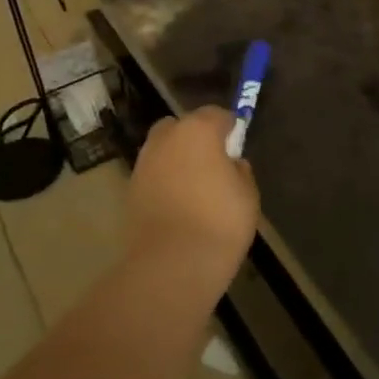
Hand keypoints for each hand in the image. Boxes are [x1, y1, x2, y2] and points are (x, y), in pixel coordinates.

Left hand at [126, 107, 259, 284]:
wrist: (171, 265)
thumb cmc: (220, 222)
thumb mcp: (248, 194)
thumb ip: (240, 170)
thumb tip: (231, 164)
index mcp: (198, 130)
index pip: (217, 114)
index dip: (229, 127)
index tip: (237, 145)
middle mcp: (166, 138)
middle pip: (182, 126)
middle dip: (196, 138)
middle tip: (213, 163)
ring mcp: (144, 163)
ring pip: (163, 150)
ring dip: (177, 160)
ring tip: (195, 187)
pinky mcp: (130, 190)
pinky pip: (153, 175)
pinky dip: (164, 182)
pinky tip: (178, 205)